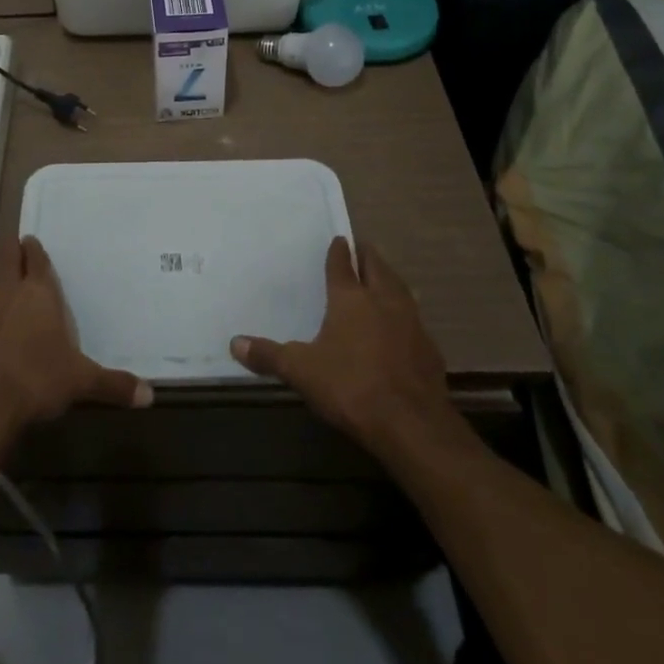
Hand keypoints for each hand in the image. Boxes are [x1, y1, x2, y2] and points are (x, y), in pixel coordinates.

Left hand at [0, 236, 152, 446]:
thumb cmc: (36, 379)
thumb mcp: (81, 382)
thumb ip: (113, 384)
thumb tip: (150, 396)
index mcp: (39, 293)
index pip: (37, 260)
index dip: (35, 250)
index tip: (32, 240)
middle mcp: (9, 292)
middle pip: (7, 258)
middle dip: (12, 250)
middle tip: (17, 245)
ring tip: (8, 283)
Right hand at [230, 237, 454, 459]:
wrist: (412, 424)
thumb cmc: (351, 387)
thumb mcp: (301, 372)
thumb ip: (269, 356)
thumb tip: (234, 343)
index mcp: (350, 299)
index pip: (342, 265)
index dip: (338, 251)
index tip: (338, 239)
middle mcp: (383, 301)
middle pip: (377, 267)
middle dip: (367, 256)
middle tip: (360, 249)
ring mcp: (411, 323)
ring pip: (400, 289)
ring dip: (389, 280)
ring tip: (381, 279)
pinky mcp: (429, 349)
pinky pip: (414, 320)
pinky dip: (404, 315)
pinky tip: (400, 327)